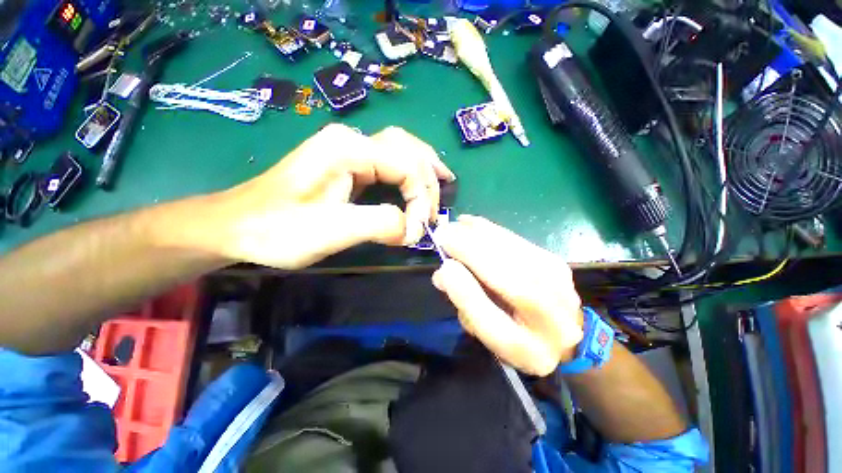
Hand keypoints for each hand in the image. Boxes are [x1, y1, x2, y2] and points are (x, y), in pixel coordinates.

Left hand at [204, 124, 454, 268]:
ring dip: (424, 168)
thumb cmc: (277, 229)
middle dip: (429, 179)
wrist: (237, 225)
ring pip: (400, 150)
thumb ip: (379, 224)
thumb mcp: (331, 230)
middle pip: (407, 149)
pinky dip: (409, 173)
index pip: (405, 165)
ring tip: (444, 181)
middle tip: (437, 207)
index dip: (420, 198)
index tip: (418, 231)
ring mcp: (348, 150)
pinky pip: (388, 163)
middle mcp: (351, 140)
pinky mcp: (346, 164)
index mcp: (348, 149)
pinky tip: (418, 181)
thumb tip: (412, 229)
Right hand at [431, 216, 583, 375]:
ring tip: (455, 225)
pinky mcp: (553, 260)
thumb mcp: (486, 334)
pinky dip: (490, 229)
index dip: (465, 291)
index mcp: (525, 347)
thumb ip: (465, 304)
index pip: (490, 319)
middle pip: (504, 276)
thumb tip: (443, 272)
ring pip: (510, 252)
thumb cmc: (517, 338)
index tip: (443, 266)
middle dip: (468, 250)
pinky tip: (471, 223)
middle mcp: (548, 315)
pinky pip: (515, 239)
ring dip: (477, 234)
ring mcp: (556, 283)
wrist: (564, 331)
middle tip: (442, 235)